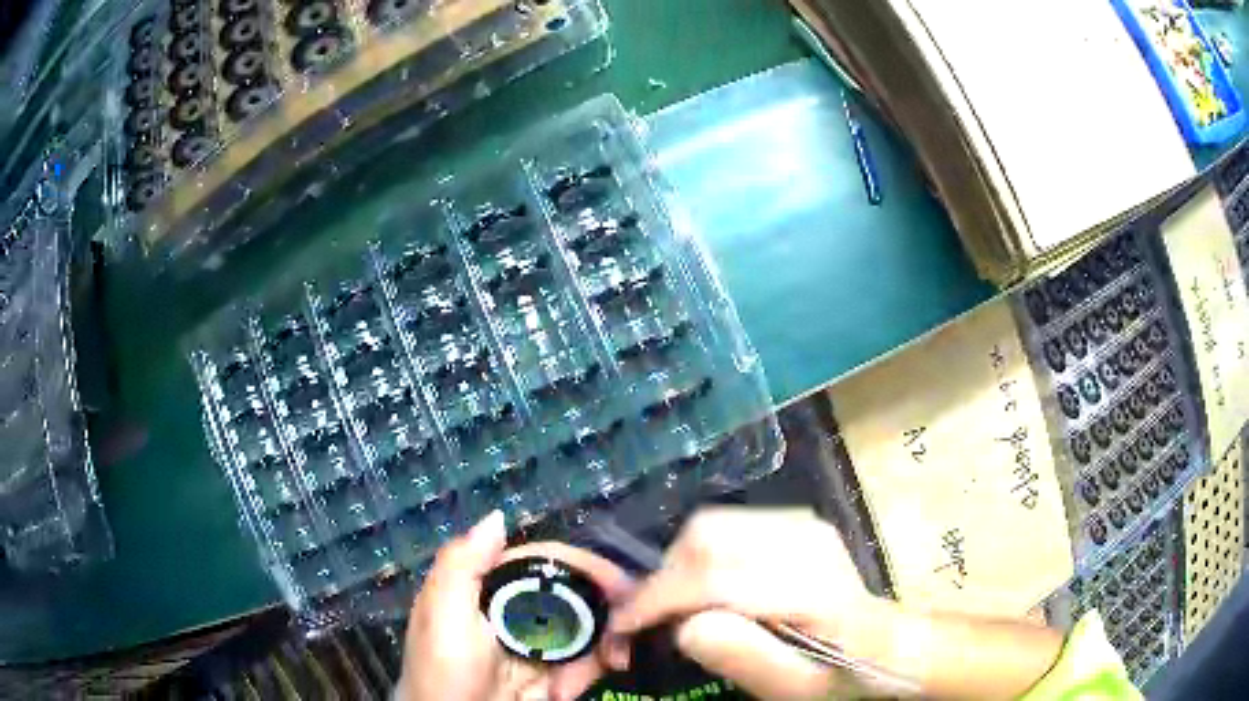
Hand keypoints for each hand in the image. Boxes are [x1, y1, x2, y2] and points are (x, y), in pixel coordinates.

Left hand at [398, 511, 633, 700]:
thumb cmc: (444, 670)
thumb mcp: (442, 615)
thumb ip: (462, 565)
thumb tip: (499, 516)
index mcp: (489, 589)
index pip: (543, 561)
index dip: (582, 566)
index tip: (619, 583)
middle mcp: (515, 610)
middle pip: (574, 595)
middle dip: (603, 614)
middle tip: (626, 634)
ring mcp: (536, 645)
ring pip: (586, 631)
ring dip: (595, 653)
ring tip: (581, 680)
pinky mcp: (551, 674)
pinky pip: (584, 664)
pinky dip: (585, 675)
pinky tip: (565, 693)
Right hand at [608, 507, 894, 699]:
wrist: (885, 644)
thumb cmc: (841, 675)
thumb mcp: (795, 687)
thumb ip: (743, 657)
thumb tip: (682, 625)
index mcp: (812, 585)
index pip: (713, 576)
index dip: (656, 599)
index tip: (622, 627)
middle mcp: (806, 540)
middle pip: (706, 536)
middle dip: (664, 578)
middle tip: (648, 621)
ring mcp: (802, 524)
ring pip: (711, 526)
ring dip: (678, 566)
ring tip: (675, 609)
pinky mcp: (795, 522)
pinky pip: (727, 527)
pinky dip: (699, 556)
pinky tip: (705, 589)